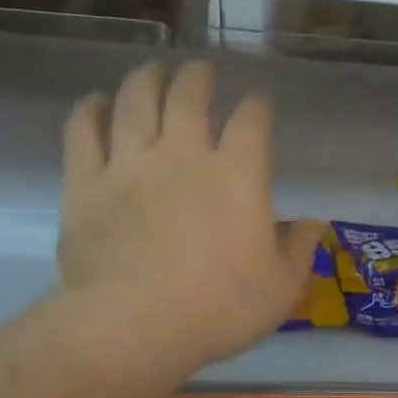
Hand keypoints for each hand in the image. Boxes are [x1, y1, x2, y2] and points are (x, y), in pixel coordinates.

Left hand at [56, 60, 323, 371]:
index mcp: (238, 174)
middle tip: (201, 71)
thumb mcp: (281, 289)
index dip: (258, 106)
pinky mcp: (85, 184)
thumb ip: (301, 250)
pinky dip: (89, 111)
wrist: (134, 327)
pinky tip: (95, 102)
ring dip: (146, 79)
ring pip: (135, 101)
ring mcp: (129, 165)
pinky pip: (83, 132)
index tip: (259, 106)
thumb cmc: (219, 309)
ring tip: (152, 70)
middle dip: (199, 77)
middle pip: (189, 95)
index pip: (252, 120)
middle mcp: (183, 155)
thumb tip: (315, 225)